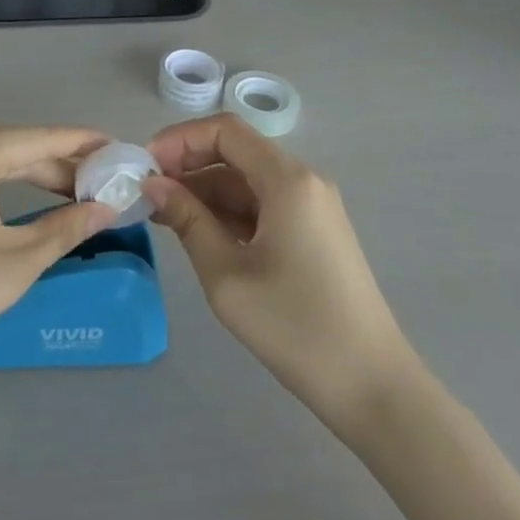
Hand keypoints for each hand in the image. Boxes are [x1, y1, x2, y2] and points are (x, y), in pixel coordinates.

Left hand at [0, 125, 114, 386]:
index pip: (43, 138)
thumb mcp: (15, 263)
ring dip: (28, 173)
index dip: (84, 143)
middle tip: (100, 182)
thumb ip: (66, 228)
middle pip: (16, 145)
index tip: (119, 148)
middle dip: (59, 163)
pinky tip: (19, 200)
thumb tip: (107, 208)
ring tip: (69, 193)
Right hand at [144, 115, 411, 428]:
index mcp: (287, 179)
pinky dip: (229, 211)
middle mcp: (303, 180)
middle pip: (236, 151)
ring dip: (205, 191)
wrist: (373, 388)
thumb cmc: (295, 328)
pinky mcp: (314, 231)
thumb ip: (188, 220)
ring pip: (247, 180)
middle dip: (189, 165)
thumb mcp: (227, 276)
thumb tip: (154, 184)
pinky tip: (200, 232)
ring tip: (164, 216)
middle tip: (149, 193)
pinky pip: (263, 204)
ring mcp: (312, 206)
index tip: (146, 166)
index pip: (225, 130)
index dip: (180, 139)